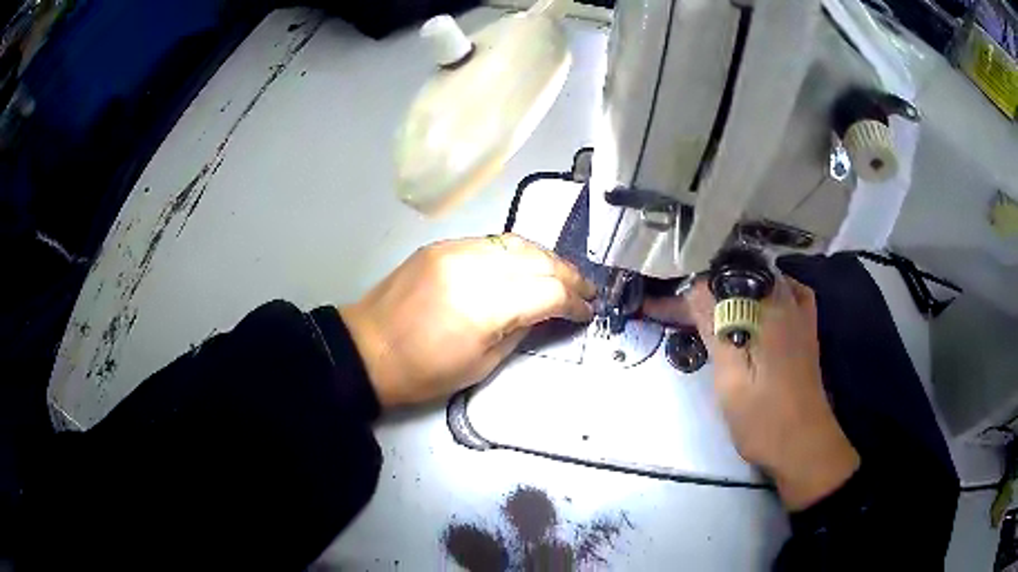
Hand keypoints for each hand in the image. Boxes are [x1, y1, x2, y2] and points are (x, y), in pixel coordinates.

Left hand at [340, 234, 595, 408]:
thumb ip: (521, 330)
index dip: (574, 301)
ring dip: (546, 259)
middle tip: (586, 290)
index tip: (587, 311)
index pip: (547, 291)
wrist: (367, 349)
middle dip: (568, 276)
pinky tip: (525, 265)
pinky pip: (491, 242)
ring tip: (562, 275)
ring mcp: (455, 249)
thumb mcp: (482, 364)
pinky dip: (516, 253)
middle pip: (538, 260)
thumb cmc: (423, 372)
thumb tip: (547, 312)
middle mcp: (473, 266)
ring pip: (517, 243)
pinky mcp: (442, 246)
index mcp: (483, 305)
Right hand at [644, 276, 859, 510]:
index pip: (722, 282)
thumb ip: (716, 331)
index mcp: (768, 312)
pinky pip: (787, 292)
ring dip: (733, 289)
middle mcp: (787, 302)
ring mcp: (801, 314)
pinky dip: (766, 291)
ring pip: (761, 283)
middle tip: (679, 311)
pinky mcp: (806, 329)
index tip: (662, 305)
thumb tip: (695, 288)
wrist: (804, 446)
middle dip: (707, 289)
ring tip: (709, 305)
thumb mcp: (732, 380)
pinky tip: (755, 302)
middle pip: (741, 278)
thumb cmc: (764, 419)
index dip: (689, 291)